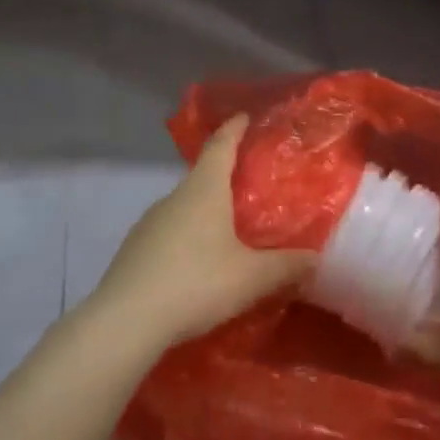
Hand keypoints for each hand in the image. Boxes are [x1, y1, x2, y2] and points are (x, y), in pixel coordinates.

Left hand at [89, 116, 314, 350]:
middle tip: (250, 187)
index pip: (221, 146)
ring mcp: (148, 224)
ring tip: (228, 231)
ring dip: (205, 212)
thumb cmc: (196, 283)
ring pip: (184, 208)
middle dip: (225, 177)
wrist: (125, 322)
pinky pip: (168, 234)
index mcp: (204, 190)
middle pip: (202, 177)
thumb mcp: (252, 277)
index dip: (234, 129)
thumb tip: (315, 258)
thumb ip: (286, 266)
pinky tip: (197, 265)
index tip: (243, 117)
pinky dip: (186, 239)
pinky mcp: (133, 251)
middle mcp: (174, 198)